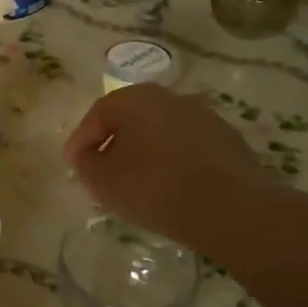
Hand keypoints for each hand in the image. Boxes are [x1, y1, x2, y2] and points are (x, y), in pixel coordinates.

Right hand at [63, 84, 264, 246]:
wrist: (233, 209)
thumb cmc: (156, 187)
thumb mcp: (103, 180)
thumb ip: (86, 163)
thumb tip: (88, 155)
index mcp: (136, 98)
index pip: (98, 114)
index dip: (81, 141)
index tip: (75, 165)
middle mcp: (171, 97)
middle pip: (131, 119)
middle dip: (115, 143)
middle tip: (104, 171)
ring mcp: (205, 116)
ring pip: (162, 132)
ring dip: (147, 152)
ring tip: (140, 183)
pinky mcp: (229, 140)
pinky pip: (188, 147)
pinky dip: (175, 162)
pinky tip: (173, 188)